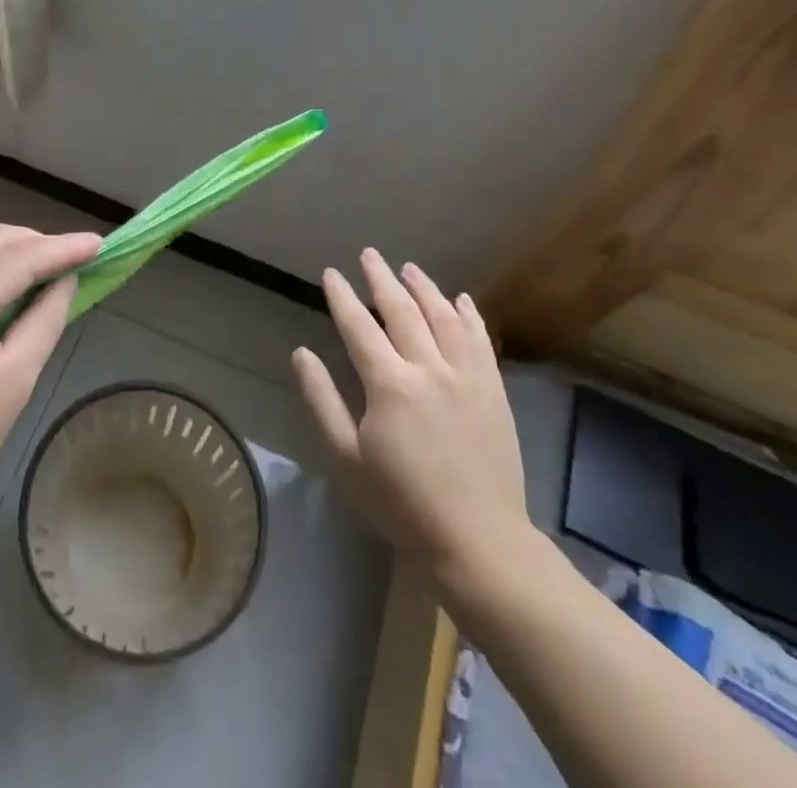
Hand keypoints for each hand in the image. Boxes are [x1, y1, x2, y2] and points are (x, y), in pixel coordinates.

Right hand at [293, 250, 532, 599]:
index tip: (331, 273)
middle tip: (370, 255)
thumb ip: (321, 400)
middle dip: (382, 279)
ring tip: (409, 268)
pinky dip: (469, 315)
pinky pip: (481, 341)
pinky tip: (461, 300)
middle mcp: (429, 368)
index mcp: (389, 384)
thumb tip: (302, 353)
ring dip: (425, 288)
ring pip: (444, 317)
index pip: (359, 326)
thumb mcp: (346, 458)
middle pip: (402, 311)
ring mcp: (467, 377)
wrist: (479, 542)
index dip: (342, 296)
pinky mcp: (494, 391)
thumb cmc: (401, 503)